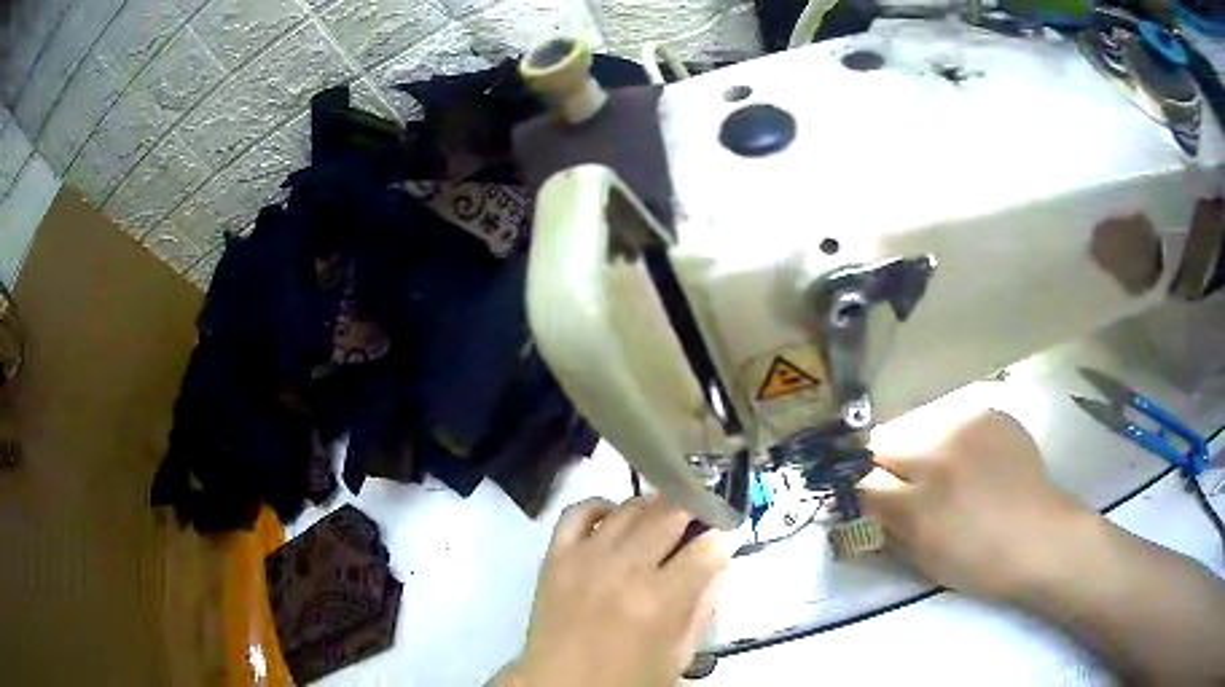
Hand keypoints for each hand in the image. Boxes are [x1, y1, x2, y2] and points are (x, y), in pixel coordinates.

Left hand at [498, 496, 728, 686]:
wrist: (561, 686)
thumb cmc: (626, 679)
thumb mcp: (679, 654)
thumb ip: (702, 607)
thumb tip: (717, 566)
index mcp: (659, 601)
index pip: (705, 549)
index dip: (721, 539)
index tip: (723, 538)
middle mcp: (624, 570)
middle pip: (669, 514)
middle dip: (692, 509)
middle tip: (697, 518)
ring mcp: (585, 558)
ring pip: (628, 508)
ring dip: (652, 507)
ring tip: (661, 519)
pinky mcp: (555, 556)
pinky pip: (577, 512)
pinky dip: (600, 506)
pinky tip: (614, 518)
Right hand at [859, 407, 1092, 599]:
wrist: (1040, 537)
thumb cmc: (979, 563)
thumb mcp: (924, 559)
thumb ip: (889, 530)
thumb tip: (865, 512)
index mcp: (917, 502)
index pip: (863, 484)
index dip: (861, 495)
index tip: (868, 502)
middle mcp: (936, 455)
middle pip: (886, 446)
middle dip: (887, 468)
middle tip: (905, 487)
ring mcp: (965, 427)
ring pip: (921, 430)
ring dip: (923, 452)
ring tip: (946, 473)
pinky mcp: (988, 414)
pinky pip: (955, 421)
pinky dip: (955, 440)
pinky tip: (973, 459)